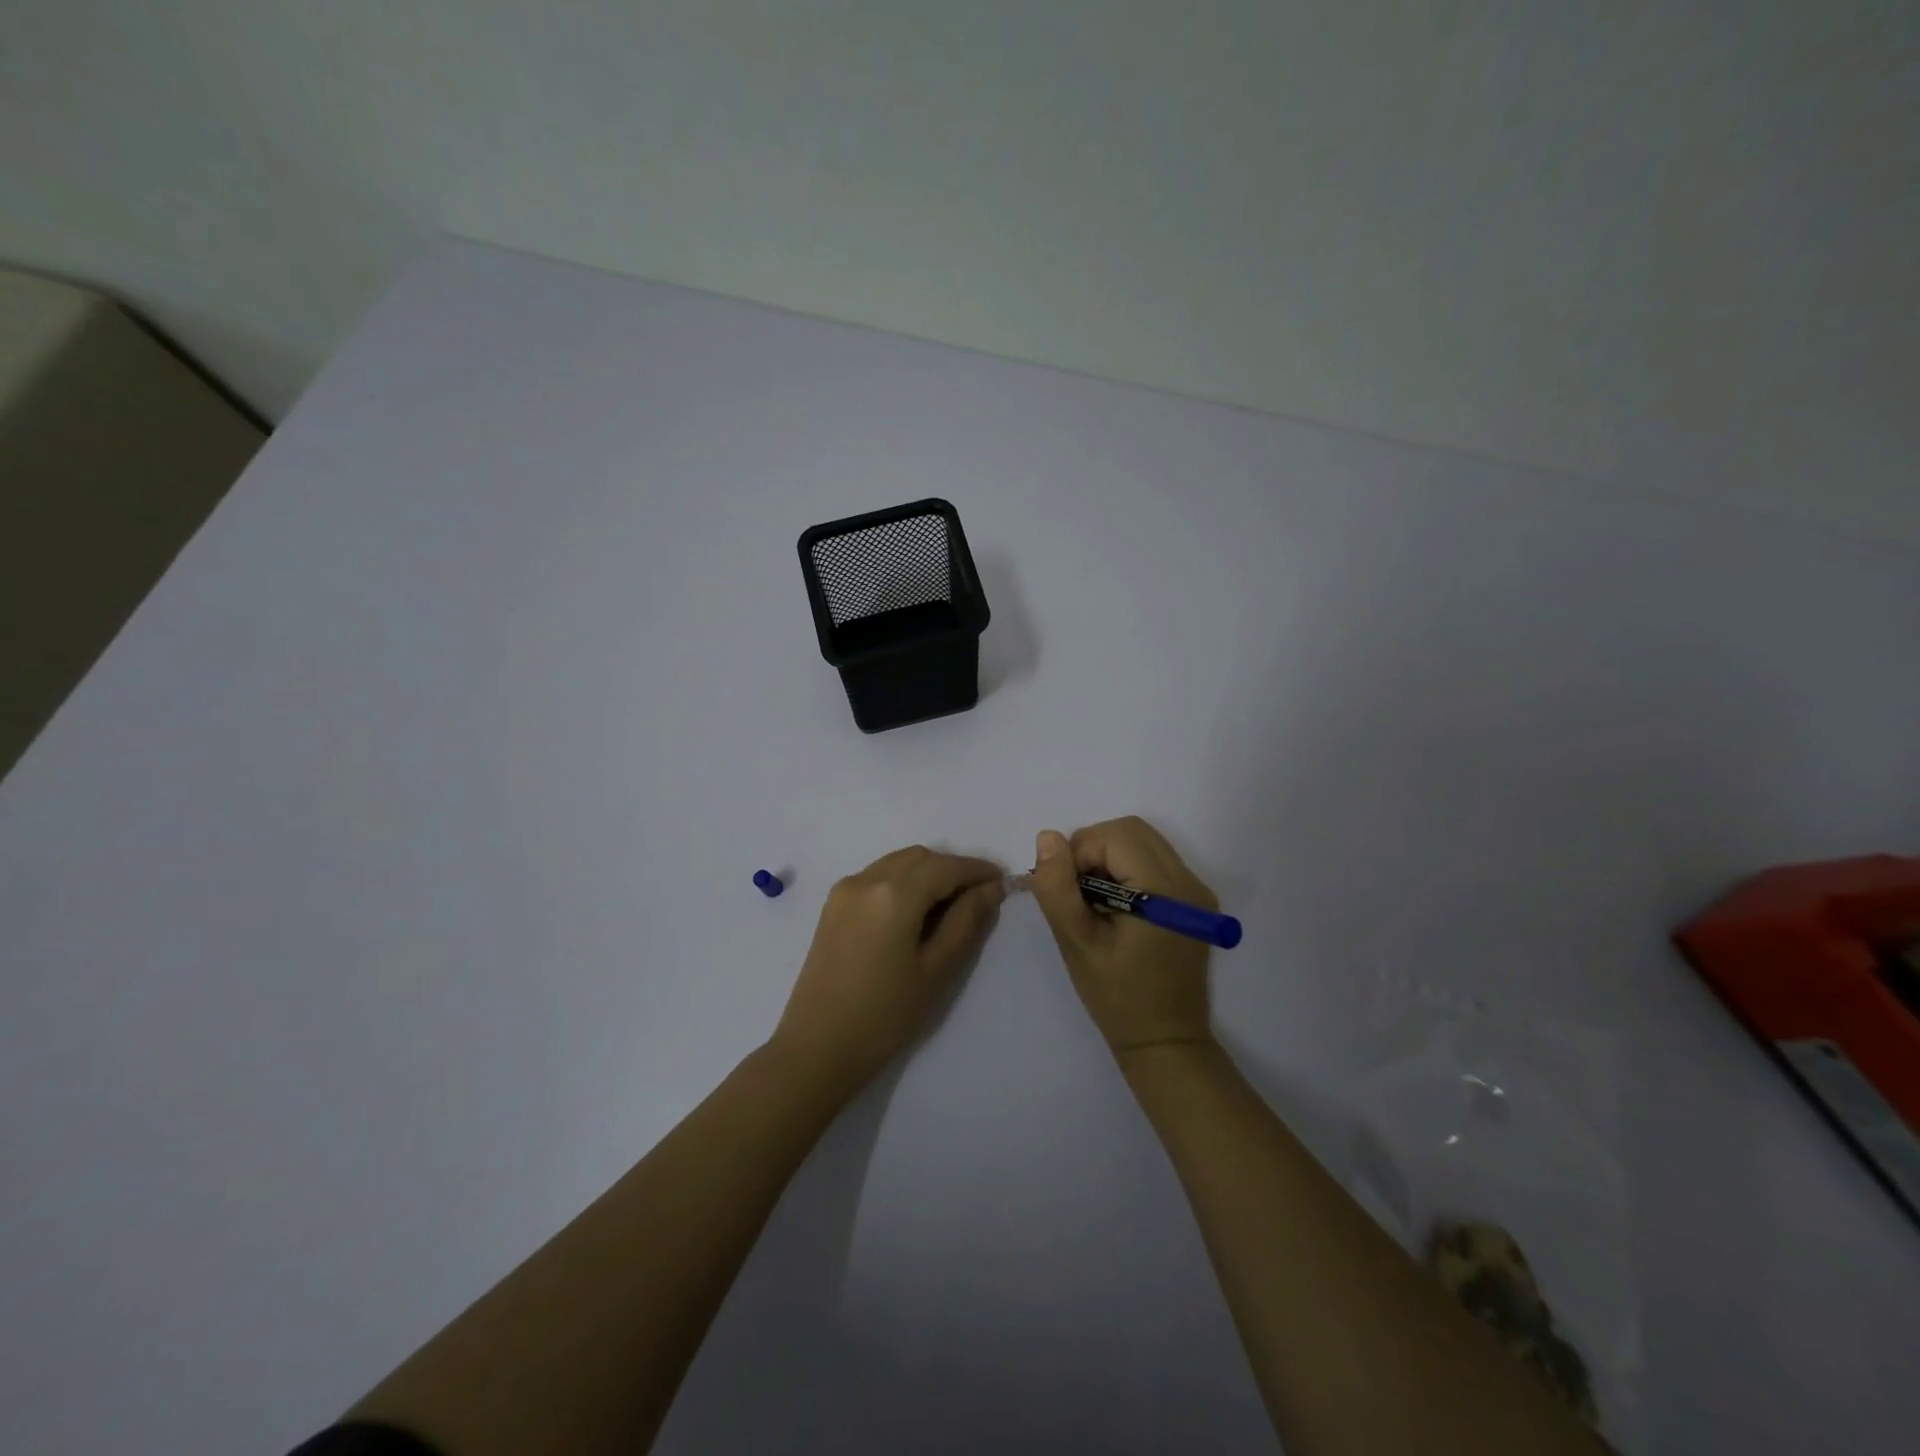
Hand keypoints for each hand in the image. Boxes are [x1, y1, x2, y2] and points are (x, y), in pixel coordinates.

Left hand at [771, 846, 1005, 1098]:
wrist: (816, 1048)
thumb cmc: (884, 1016)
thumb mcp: (935, 970)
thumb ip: (966, 921)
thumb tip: (991, 889)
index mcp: (893, 894)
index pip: (945, 867)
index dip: (977, 870)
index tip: (1002, 881)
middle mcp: (866, 879)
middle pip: (920, 858)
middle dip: (952, 869)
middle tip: (980, 897)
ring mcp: (845, 890)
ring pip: (897, 863)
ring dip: (928, 873)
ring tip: (951, 905)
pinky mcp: (834, 905)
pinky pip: (877, 876)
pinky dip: (903, 882)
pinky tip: (916, 912)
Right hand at [1028, 817, 1217, 1057]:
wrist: (1165, 1042)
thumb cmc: (1117, 998)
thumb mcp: (1076, 943)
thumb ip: (1058, 888)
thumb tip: (1048, 837)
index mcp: (1164, 893)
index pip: (1116, 836)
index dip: (1081, 853)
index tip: (1068, 892)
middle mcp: (1189, 883)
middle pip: (1133, 830)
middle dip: (1094, 848)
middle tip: (1078, 892)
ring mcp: (1196, 891)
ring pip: (1143, 842)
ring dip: (1109, 857)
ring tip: (1094, 901)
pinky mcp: (1194, 902)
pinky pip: (1154, 861)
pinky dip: (1126, 869)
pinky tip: (1115, 907)